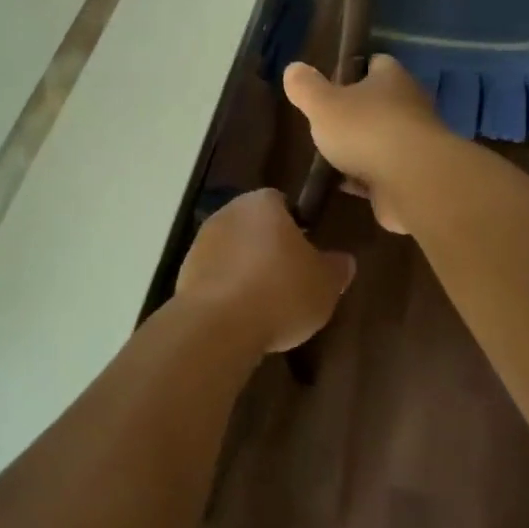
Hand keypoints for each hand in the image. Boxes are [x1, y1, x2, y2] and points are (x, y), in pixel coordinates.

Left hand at [174, 189, 353, 353]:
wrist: (219, 325)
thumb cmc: (281, 292)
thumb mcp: (325, 284)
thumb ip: (336, 268)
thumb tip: (344, 260)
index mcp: (262, 203)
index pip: (282, 202)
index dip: (296, 226)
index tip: (306, 254)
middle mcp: (228, 212)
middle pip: (254, 226)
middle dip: (269, 248)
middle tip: (290, 280)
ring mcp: (201, 241)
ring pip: (233, 250)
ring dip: (245, 269)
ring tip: (266, 304)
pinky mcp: (185, 272)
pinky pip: (215, 275)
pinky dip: (227, 289)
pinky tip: (241, 316)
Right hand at [283, 56, 445, 234]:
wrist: (413, 182)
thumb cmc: (366, 130)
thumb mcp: (323, 104)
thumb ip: (306, 87)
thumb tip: (294, 68)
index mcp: (391, 79)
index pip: (377, 63)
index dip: (357, 68)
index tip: (335, 78)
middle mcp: (410, 105)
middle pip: (382, 101)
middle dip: (358, 110)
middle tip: (329, 119)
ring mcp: (415, 143)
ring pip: (384, 138)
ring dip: (363, 146)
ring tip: (332, 154)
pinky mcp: (414, 176)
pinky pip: (384, 172)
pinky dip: (367, 177)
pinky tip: (344, 185)